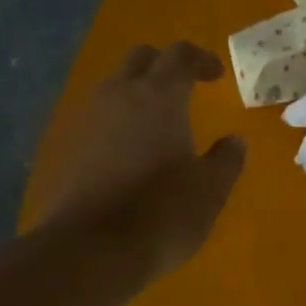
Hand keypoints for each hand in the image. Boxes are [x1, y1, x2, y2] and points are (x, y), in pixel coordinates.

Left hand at [35, 42, 245, 280]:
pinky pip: (98, 118)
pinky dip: (118, 121)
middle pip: (140, 59)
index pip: (180, 55)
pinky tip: (131, 150)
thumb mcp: (210, 190)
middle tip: (186, 87)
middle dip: (165, 65)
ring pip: (114, 86)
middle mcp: (120, 96)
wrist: (90, 250)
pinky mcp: (71, 148)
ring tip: (159, 120)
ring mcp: (89, 120)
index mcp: (159, 97)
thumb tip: (234, 141)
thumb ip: (226, 160)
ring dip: (138, 92)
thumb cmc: (162, 214)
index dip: (201, 59)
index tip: (217, 75)